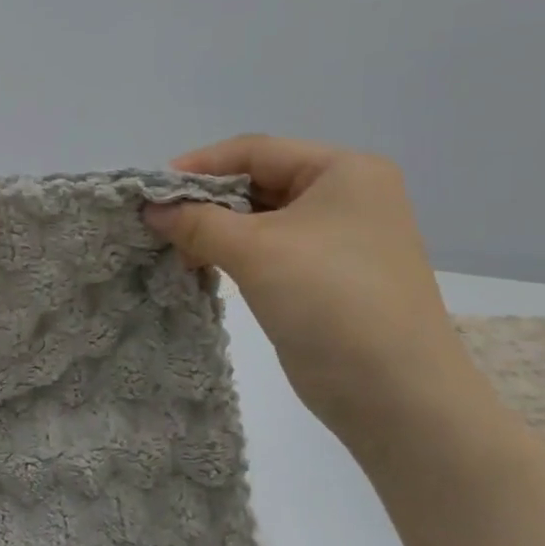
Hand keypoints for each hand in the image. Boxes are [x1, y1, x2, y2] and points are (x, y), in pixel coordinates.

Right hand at [145, 135, 473, 439]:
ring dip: (216, 232)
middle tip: (159, 223)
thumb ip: (197, 222)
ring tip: (175, 249)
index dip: (201, 166)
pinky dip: (233, 255)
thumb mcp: (256, 250)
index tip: (154, 190)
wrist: (393, 393)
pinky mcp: (326, 278)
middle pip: (259, 183)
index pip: (257, 152)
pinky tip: (201, 267)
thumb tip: (150, 208)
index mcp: (344, 171)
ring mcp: (338, 240)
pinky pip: (269, 251)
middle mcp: (346, 197)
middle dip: (207, 203)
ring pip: (261, 221)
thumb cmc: (329, 299)